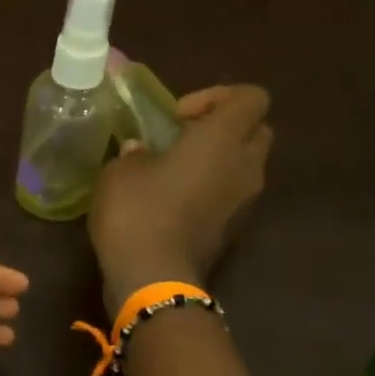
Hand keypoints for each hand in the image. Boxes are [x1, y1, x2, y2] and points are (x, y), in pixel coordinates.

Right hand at [89, 84, 272, 313]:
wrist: (153, 279)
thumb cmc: (138, 212)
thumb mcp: (119, 172)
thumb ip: (135, 153)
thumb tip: (141, 151)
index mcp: (223, 139)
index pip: (251, 96)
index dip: (217, 96)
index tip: (179, 117)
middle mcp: (246, 166)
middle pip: (255, 131)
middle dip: (224, 129)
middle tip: (183, 140)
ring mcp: (245, 202)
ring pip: (244, 167)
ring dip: (217, 164)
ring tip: (174, 174)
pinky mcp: (233, 231)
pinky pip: (230, 197)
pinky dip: (210, 193)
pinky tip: (173, 204)